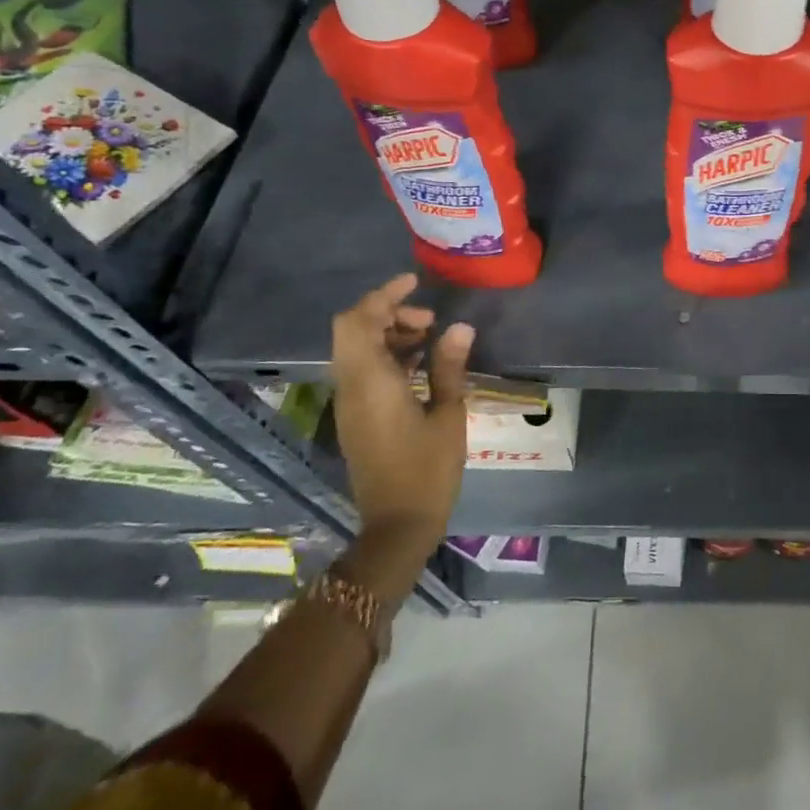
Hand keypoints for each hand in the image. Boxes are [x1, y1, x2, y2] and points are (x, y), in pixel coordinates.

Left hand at [329, 274, 475, 560]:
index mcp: (370, 382)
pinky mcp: (357, 417)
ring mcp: (350, 404)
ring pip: (357, 350)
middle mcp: (352, 387)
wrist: (397, 525)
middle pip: (354, 331)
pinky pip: (364, 371)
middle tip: (431, 321)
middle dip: (389, 314)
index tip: (415, 284)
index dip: (382, 296)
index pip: (358, 321)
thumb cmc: (427, 469)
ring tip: (432, 339)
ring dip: (389, 335)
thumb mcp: (448, 414)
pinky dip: (387, 357)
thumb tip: (459, 327)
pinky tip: (422, 366)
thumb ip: (449, 366)